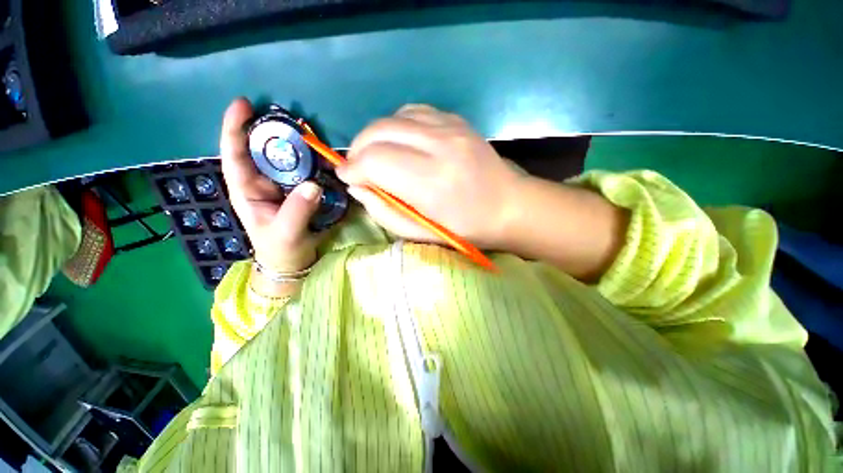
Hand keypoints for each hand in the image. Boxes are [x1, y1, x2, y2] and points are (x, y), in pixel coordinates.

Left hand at [219, 98, 322, 274]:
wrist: (294, 261)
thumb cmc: (282, 250)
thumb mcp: (286, 233)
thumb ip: (297, 210)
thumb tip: (314, 184)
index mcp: (247, 190)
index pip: (235, 155)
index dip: (235, 129)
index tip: (243, 104)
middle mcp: (263, 183)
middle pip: (263, 150)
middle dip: (273, 131)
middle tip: (292, 118)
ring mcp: (283, 186)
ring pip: (287, 159)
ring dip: (298, 146)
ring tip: (311, 135)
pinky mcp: (301, 191)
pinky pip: (306, 171)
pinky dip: (315, 162)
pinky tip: (325, 157)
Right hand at [337, 104, 522, 248]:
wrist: (510, 206)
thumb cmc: (466, 229)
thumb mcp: (421, 233)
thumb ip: (384, 212)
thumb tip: (357, 187)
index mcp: (431, 182)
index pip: (375, 161)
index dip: (353, 169)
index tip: (348, 179)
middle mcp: (439, 146)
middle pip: (378, 131)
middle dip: (358, 150)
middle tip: (358, 168)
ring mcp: (450, 127)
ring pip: (393, 117)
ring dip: (375, 136)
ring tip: (376, 156)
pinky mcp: (456, 120)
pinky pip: (413, 112)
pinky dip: (396, 125)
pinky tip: (400, 143)